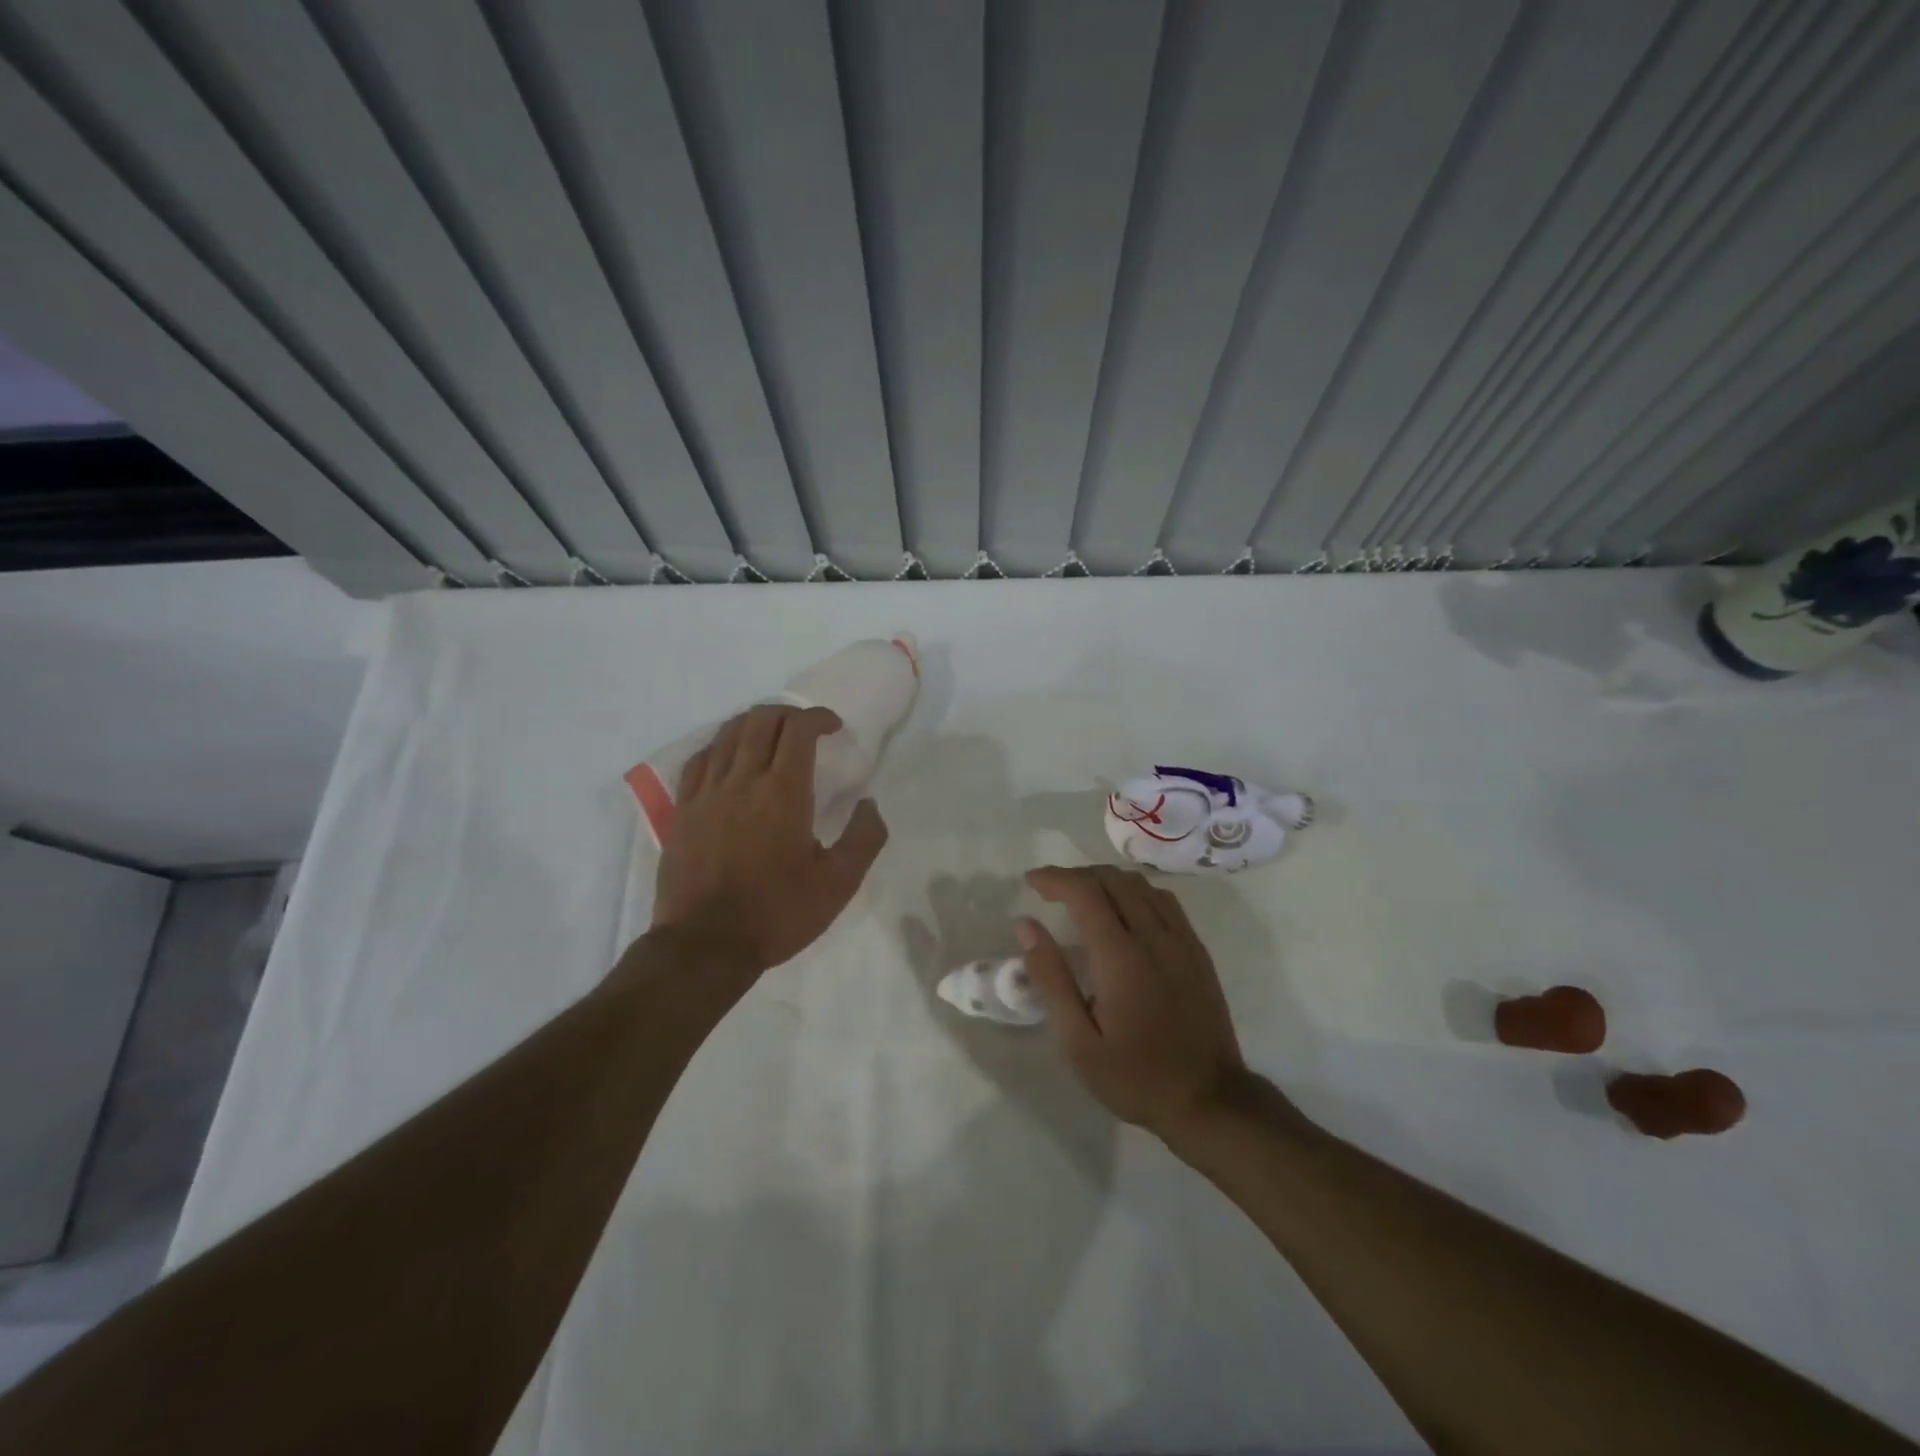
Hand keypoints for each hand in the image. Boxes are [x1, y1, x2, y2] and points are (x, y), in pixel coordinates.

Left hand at [652, 704, 888, 975]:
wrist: (706, 945)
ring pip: (727, 734)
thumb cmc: (778, 913)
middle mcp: (743, 781)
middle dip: (787, 714)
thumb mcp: (838, 884)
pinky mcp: (682, 810)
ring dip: (753, 723)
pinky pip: (699, 759)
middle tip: (805, 728)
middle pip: (761, 721)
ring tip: (770, 735)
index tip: (833, 727)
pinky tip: (728, 758)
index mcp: (783, 793)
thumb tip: (870, 804)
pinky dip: (720, 746)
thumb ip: (864, 838)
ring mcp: (707, 793)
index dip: (818, 717)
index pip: (798, 730)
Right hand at [1019, 866, 1248, 1143]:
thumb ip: (1052, 979)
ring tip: (1083, 897)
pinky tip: (1125, 911)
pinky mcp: (1197, 950)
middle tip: (1051, 891)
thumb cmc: (1135, 1076)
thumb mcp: (1079, 1042)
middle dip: (1077, 875)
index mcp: (1121, 957)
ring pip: (1141, 885)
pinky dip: (1136, 892)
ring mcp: (1181, 941)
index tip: (1031, 881)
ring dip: (1107, 880)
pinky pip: (1165, 901)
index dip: (1055, 878)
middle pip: (1113, 879)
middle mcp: (1154, 937)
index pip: (1085, 892)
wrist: (1210, 1100)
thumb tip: (1027, 927)